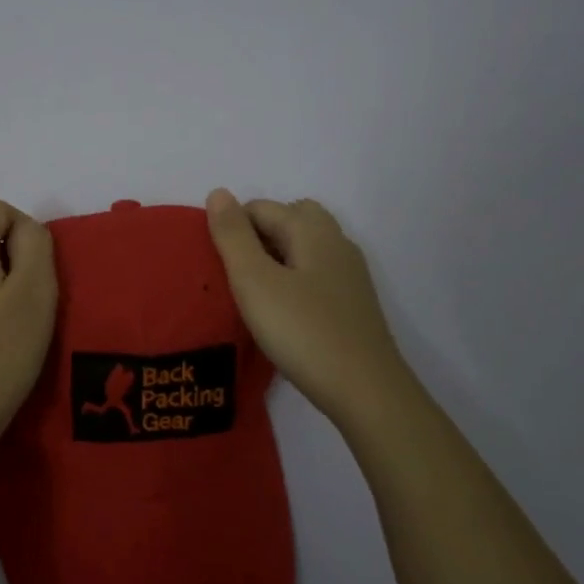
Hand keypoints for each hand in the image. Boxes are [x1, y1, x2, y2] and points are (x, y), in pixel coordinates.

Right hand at [206, 189, 414, 429]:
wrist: (365, 390)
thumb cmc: (302, 331)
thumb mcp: (254, 281)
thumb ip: (233, 236)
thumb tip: (218, 192)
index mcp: (311, 230)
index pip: (261, 208)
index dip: (233, 228)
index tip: (217, 264)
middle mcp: (336, 242)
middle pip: (291, 218)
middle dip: (258, 235)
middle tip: (236, 273)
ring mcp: (350, 274)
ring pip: (306, 247)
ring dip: (277, 257)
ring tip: (255, 292)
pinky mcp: (353, 303)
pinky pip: (317, 273)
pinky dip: (295, 279)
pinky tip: (284, 311)